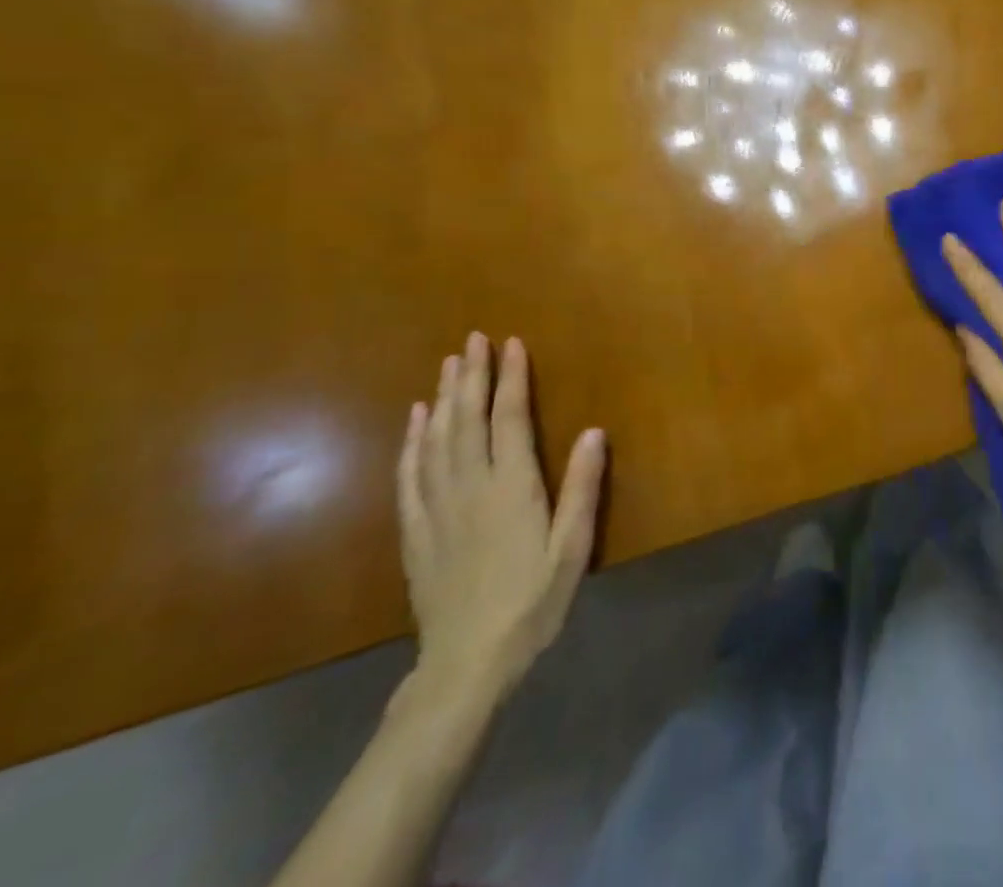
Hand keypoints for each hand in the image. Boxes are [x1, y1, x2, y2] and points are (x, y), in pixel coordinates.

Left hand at [396, 332, 604, 707]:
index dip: (511, 378)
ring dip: (444, 397)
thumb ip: (582, 489)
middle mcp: (471, 487)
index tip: (511, 344)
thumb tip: (593, 432)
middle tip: (473, 339)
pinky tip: (416, 419)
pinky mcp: (416, 531)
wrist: (466, 664)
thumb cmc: (532, 603)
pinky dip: (413, 441)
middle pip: (468, 419)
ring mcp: (437, 508)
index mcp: (512, 488)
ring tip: (448, 364)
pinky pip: (410, 475)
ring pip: (437, 439)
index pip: (510, 419)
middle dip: (472, 375)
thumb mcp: (572, 549)